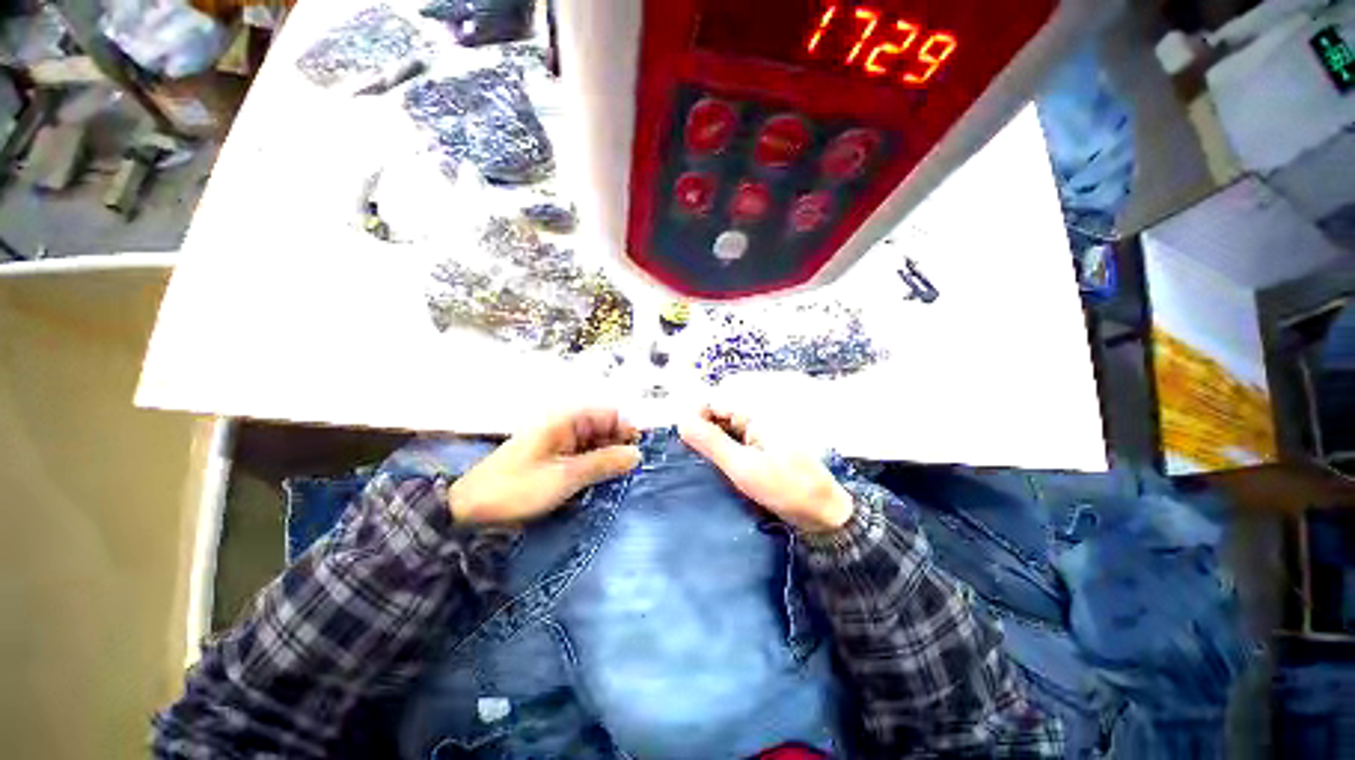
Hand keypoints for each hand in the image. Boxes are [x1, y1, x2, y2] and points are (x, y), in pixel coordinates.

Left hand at [449, 409, 640, 524]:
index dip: (627, 427)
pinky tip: (602, 479)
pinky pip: (582, 455)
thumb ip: (603, 463)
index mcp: (566, 420)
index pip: (608, 413)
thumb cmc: (518, 488)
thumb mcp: (565, 476)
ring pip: (594, 442)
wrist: (469, 508)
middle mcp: (565, 425)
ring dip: (609, 456)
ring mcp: (558, 442)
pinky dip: (595, 464)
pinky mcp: (553, 458)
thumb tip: (637, 454)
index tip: (641, 449)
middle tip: (634, 468)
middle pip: (603, 427)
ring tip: (622, 476)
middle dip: (620, 443)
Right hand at [679, 406, 853, 532]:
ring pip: (724, 429)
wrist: (824, 513)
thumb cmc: (786, 488)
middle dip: (702, 432)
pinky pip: (734, 442)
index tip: (684, 442)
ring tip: (704, 466)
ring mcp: (759, 432)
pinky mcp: (761, 447)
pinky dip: (723, 452)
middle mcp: (756, 417)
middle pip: (717, 414)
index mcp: (755, 414)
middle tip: (694, 459)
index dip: (695, 417)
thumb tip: (681, 422)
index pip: (713, 402)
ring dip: (712, 444)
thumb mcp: (743, 467)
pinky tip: (719, 469)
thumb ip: (711, 442)